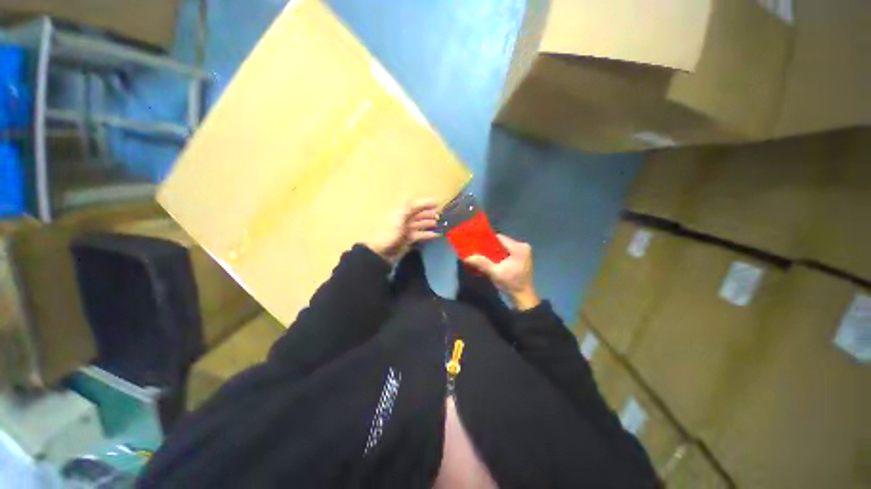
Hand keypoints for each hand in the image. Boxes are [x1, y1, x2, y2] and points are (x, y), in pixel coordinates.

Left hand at [366, 199, 439, 263]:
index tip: (437, 202)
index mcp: (400, 213)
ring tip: (439, 223)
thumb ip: (405, 208)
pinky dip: (427, 234)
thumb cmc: (388, 234)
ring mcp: (405, 230)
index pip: (414, 205)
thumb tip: (408, 191)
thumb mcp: (397, 219)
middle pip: (418, 214)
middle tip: (440, 215)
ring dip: (429, 223)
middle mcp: (403, 219)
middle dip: (429, 213)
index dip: (425, 203)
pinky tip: (436, 234)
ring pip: (419, 224)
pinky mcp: (407, 239)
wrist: (379, 252)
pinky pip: (419, 235)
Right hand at [463, 234, 539, 310]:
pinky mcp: (521, 258)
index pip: (500, 238)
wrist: (523, 297)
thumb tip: (467, 257)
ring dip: (494, 252)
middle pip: (502, 242)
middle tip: (477, 251)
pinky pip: (507, 252)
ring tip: (482, 255)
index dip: (487, 240)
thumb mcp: (495, 273)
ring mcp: (523, 253)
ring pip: (504, 248)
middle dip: (489, 247)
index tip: (476, 244)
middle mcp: (523, 247)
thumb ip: (482, 263)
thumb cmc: (511, 284)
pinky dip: (499, 255)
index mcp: (519, 248)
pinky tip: (491, 260)